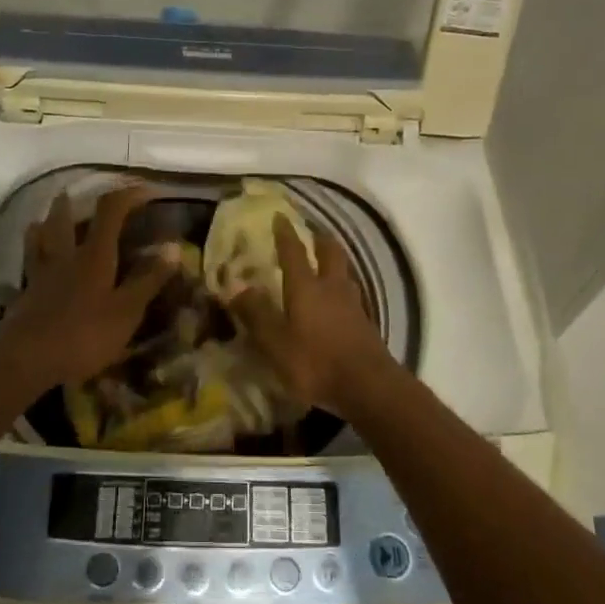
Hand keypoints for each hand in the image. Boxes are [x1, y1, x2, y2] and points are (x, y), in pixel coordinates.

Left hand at [0, 184, 172, 390]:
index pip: (110, 211)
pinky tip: (31, 268)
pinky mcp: (24, 296)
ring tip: (43, 221)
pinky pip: (27, 268)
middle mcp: (65, 257)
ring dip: (43, 225)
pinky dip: (30, 259)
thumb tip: (174, 246)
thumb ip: (149, 279)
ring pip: (38, 239)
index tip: (146, 189)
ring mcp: (40, 275)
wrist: (27, 359)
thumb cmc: (84, 334)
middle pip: (63, 219)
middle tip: (74, 194)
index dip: (128, 195)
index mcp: (94, 256)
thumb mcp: (127, 311)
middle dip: (71, 203)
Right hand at [230, 216, 396, 417]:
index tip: (280, 216)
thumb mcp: (276, 343)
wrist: (369, 386)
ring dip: (334, 262)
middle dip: (319, 239)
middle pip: (329, 253)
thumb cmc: (315, 362)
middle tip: (311, 234)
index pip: (294, 252)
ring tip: (324, 263)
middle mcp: (331, 287)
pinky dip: (341, 287)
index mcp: (306, 287)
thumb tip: (235, 286)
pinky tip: (337, 299)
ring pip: (344, 272)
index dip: (285, 233)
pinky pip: (351, 293)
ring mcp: (353, 304)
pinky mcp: (365, 322)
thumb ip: (256, 314)